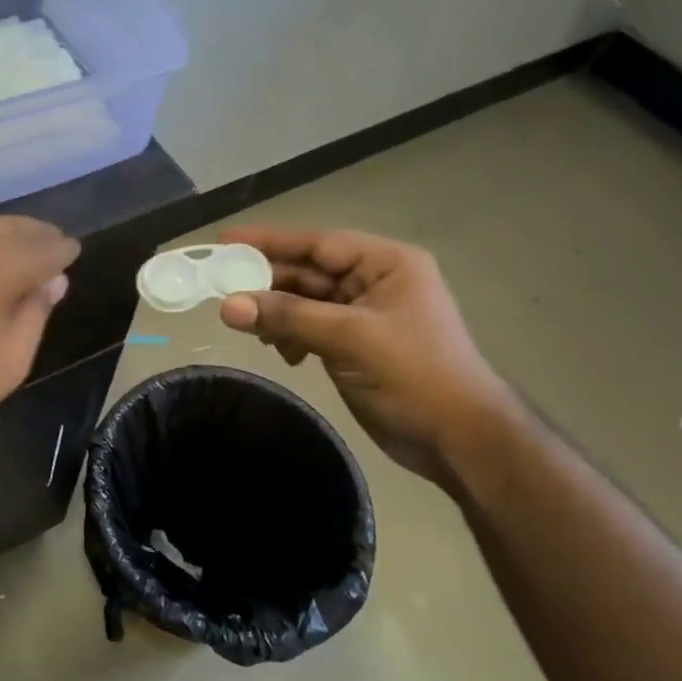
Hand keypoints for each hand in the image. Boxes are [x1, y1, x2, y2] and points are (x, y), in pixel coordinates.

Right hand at [216, 228, 519, 482]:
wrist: (460, 439)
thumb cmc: (414, 374)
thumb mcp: (349, 338)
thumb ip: (287, 317)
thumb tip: (227, 306)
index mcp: (386, 264)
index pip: (318, 243)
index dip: (270, 241)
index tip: (225, 242)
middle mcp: (375, 282)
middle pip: (309, 272)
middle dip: (268, 283)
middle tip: (222, 289)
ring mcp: (365, 315)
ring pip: (306, 302)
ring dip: (277, 313)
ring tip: (249, 328)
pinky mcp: (356, 345)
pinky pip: (312, 328)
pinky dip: (291, 336)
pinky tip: (280, 352)